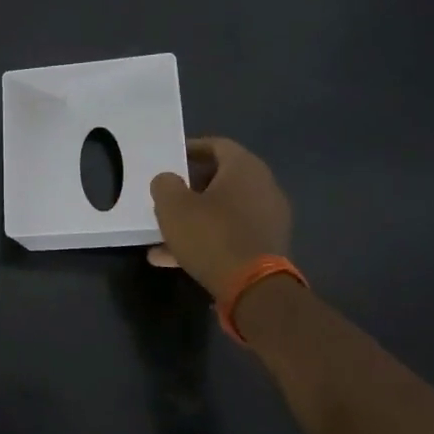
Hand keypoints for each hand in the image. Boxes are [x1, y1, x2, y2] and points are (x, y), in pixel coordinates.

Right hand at [148, 137, 292, 298]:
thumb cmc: (211, 235)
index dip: (191, 149)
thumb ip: (165, 184)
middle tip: (168, 195)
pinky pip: (231, 234)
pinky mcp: (267, 246)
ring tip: (164, 233)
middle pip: (222, 178)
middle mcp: (263, 187)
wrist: (253, 288)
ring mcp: (269, 218)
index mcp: (244, 168)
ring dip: (196, 217)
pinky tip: (174, 258)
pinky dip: (207, 239)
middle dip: (192, 186)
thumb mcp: (173, 206)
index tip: (170, 159)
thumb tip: (168, 181)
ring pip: (224, 210)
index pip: (217, 145)